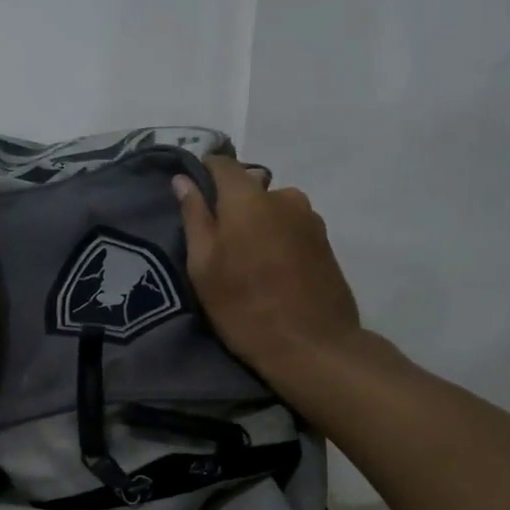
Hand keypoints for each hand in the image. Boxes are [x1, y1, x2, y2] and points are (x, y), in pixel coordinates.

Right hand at [173, 157, 365, 380]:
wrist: (313, 346)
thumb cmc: (245, 307)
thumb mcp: (204, 266)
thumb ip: (194, 217)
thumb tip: (183, 180)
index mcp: (248, 198)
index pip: (222, 164)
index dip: (203, 174)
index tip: (192, 197)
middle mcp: (283, 196)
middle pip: (249, 187)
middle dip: (231, 206)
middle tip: (218, 243)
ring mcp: (310, 218)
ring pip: (272, 209)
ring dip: (257, 224)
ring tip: (248, 261)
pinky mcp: (325, 241)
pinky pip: (291, 227)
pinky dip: (277, 239)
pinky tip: (272, 271)